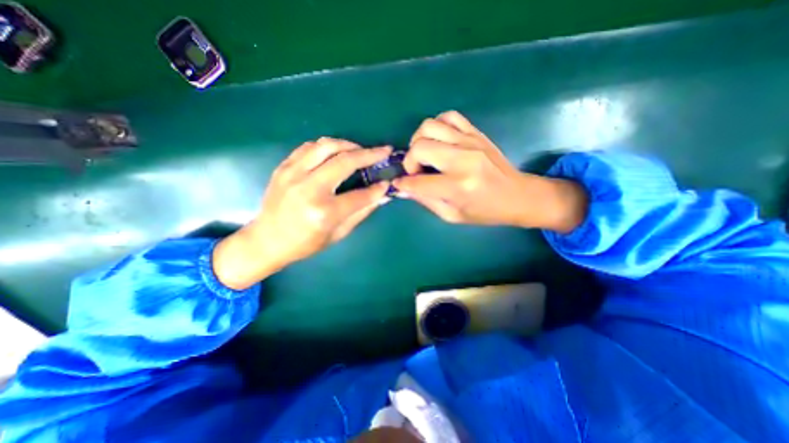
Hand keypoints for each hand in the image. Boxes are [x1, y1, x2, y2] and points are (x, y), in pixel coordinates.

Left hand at [214, 139, 392, 289]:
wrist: (267, 240)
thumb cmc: (305, 243)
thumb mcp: (337, 234)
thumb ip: (361, 212)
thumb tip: (381, 196)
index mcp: (324, 212)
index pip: (359, 196)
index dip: (377, 189)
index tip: (387, 183)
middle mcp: (308, 189)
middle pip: (345, 162)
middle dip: (369, 154)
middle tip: (384, 151)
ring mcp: (293, 174)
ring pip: (326, 146)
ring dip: (349, 144)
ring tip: (361, 150)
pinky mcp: (283, 167)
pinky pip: (309, 147)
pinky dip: (327, 146)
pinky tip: (337, 152)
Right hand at [393, 111, 583, 229]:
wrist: (517, 195)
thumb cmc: (485, 211)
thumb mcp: (452, 215)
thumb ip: (425, 200)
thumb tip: (404, 188)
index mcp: (458, 186)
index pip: (418, 182)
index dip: (403, 184)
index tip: (399, 185)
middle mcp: (462, 160)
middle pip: (420, 147)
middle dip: (409, 161)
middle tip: (416, 171)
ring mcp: (470, 142)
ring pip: (430, 126)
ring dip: (419, 140)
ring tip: (424, 154)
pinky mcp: (476, 133)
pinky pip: (449, 117)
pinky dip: (437, 126)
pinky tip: (438, 141)